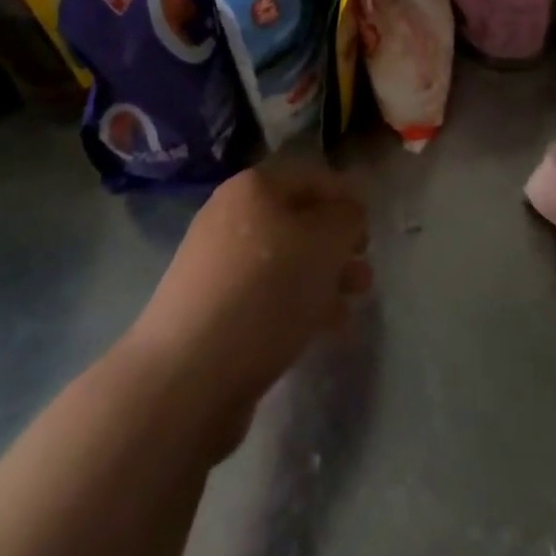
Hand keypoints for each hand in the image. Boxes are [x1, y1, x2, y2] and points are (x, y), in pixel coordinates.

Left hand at [130, 158, 371, 452]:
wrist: (185, 380)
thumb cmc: (265, 292)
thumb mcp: (325, 243)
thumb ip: (348, 217)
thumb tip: (348, 212)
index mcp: (254, 187)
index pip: (312, 175)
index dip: (347, 197)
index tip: (371, 229)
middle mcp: (230, 216)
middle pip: (298, 220)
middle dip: (336, 245)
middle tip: (364, 270)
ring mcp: (216, 267)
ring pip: (284, 261)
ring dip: (322, 278)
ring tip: (350, 304)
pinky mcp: (210, 313)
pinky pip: (265, 297)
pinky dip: (296, 306)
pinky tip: (321, 330)